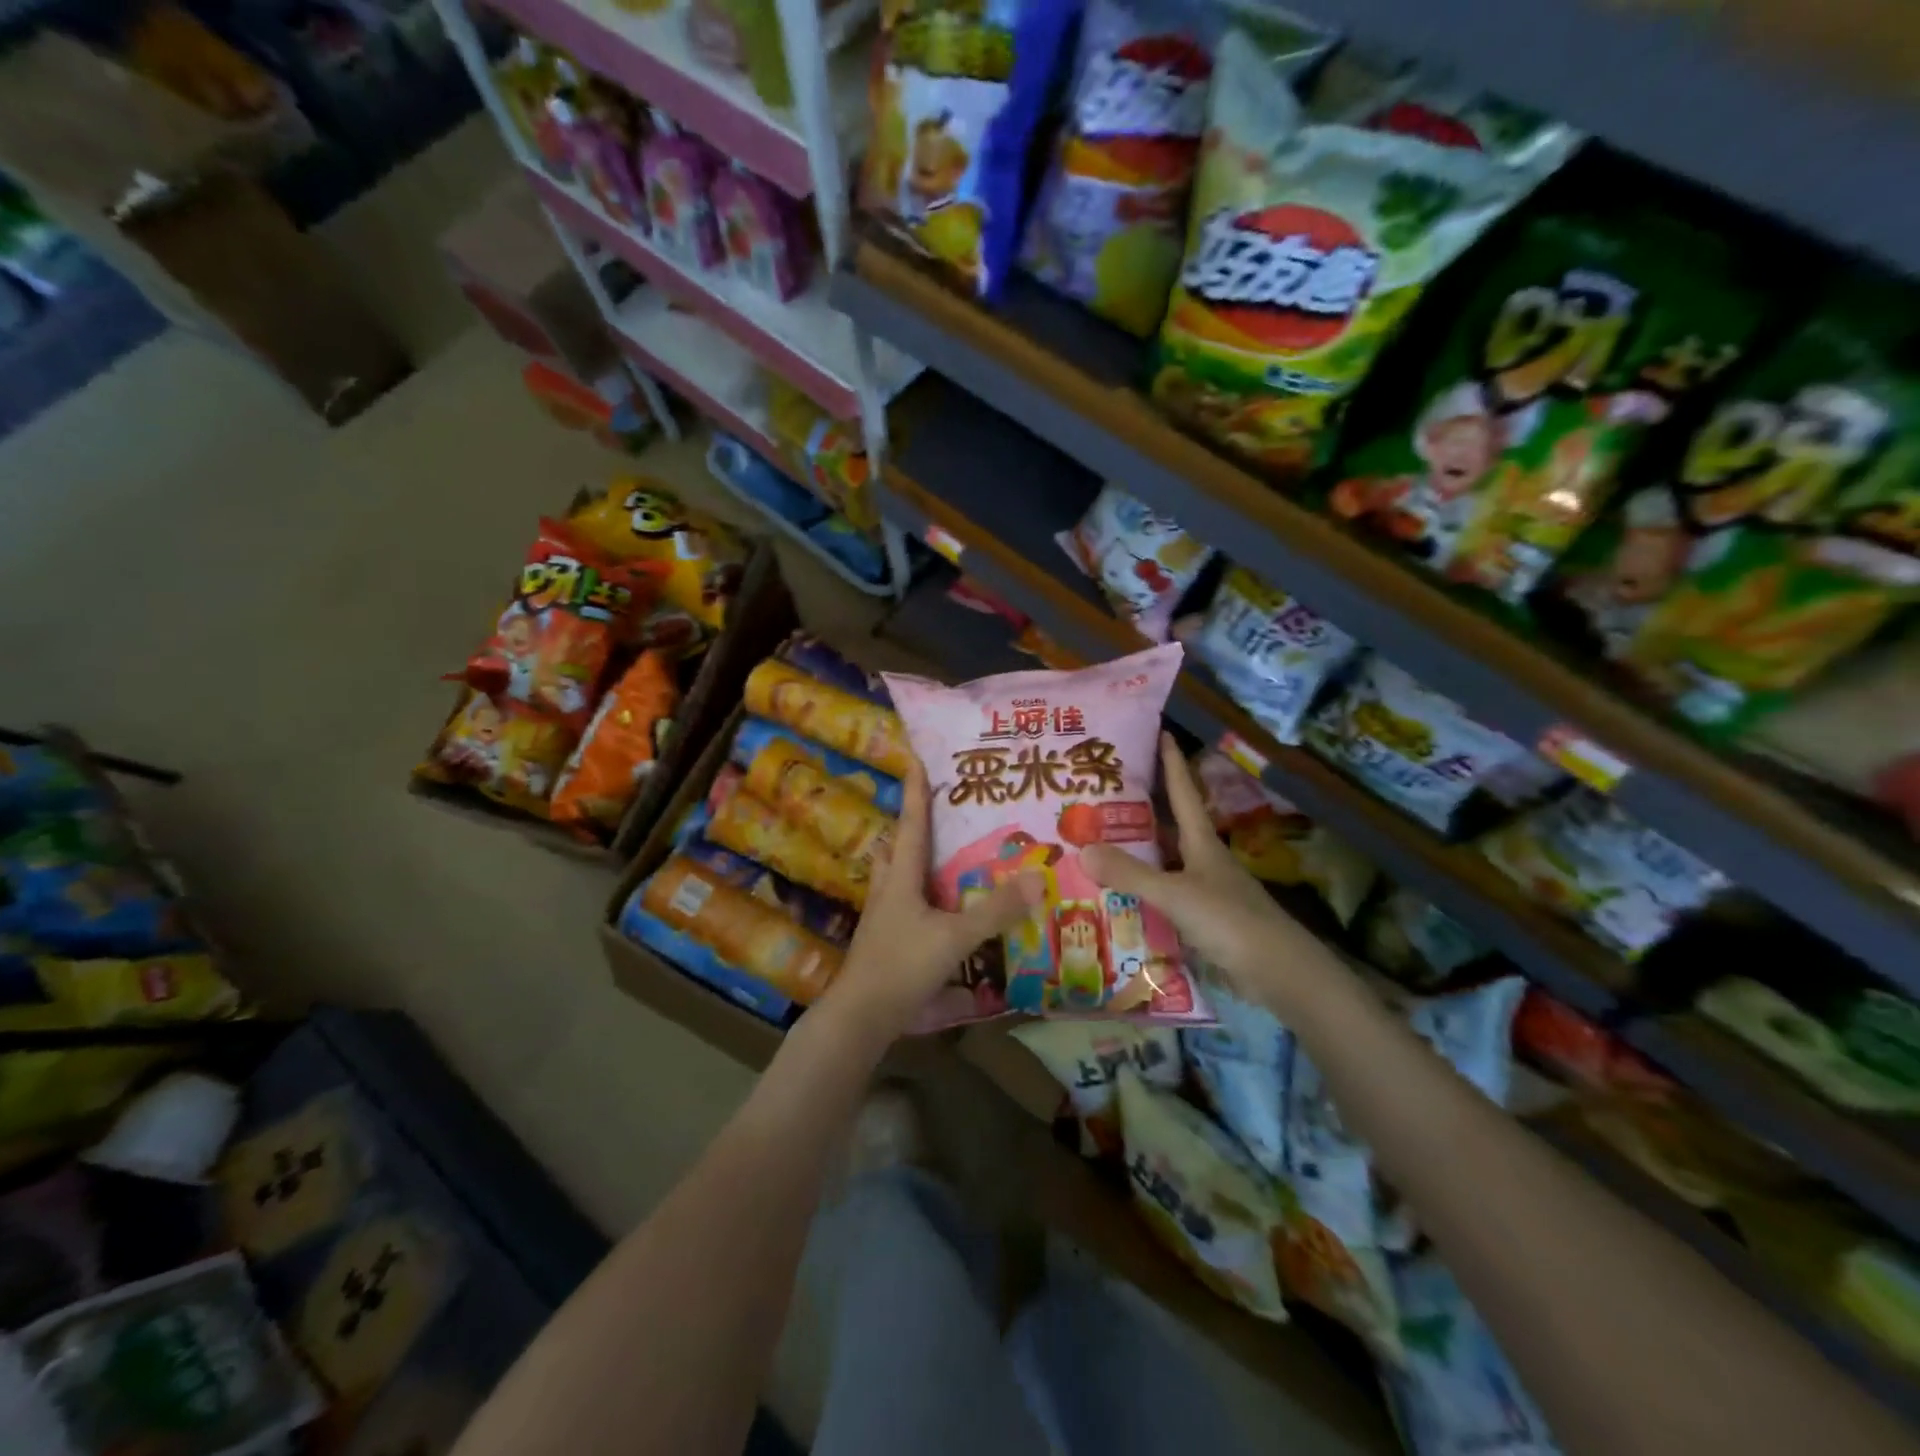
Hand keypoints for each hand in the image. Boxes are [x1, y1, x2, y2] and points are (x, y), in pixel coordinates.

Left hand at [824, 760, 1040, 1043]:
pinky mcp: (886, 942)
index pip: (911, 824)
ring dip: (914, 860)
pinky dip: (921, 896)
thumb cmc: (902, 966)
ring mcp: (884, 918)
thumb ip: (995, 911)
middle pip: (897, 848)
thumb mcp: (955, 937)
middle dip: (912, 825)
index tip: (915, 758)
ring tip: (941, 854)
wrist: (860, 1017)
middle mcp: (889, 891)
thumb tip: (1035, 877)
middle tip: (936, 809)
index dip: (915, 792)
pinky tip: (940, 909)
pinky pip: (904, 905)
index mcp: (901, 878)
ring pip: (896, 877)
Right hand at [1082, 734, 1331, 1017]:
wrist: (1278, 972)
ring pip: (1165, 861)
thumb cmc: (1229, 921)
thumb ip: (1130, 874)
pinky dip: (1142, 889)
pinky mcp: (1203, 920)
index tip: (1160, 732)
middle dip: (1141, 808)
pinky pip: (1164, 895)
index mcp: (1202, 842)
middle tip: (1103, 794)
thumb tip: (1082, 848)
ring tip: (1097, 841)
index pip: (1183, 792)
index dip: (1172, 762)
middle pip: (1170, 826)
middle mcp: (1203, 860)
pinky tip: (1118, 895)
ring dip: (1138, 852)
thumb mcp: (1176, 894)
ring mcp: (1205, 891)